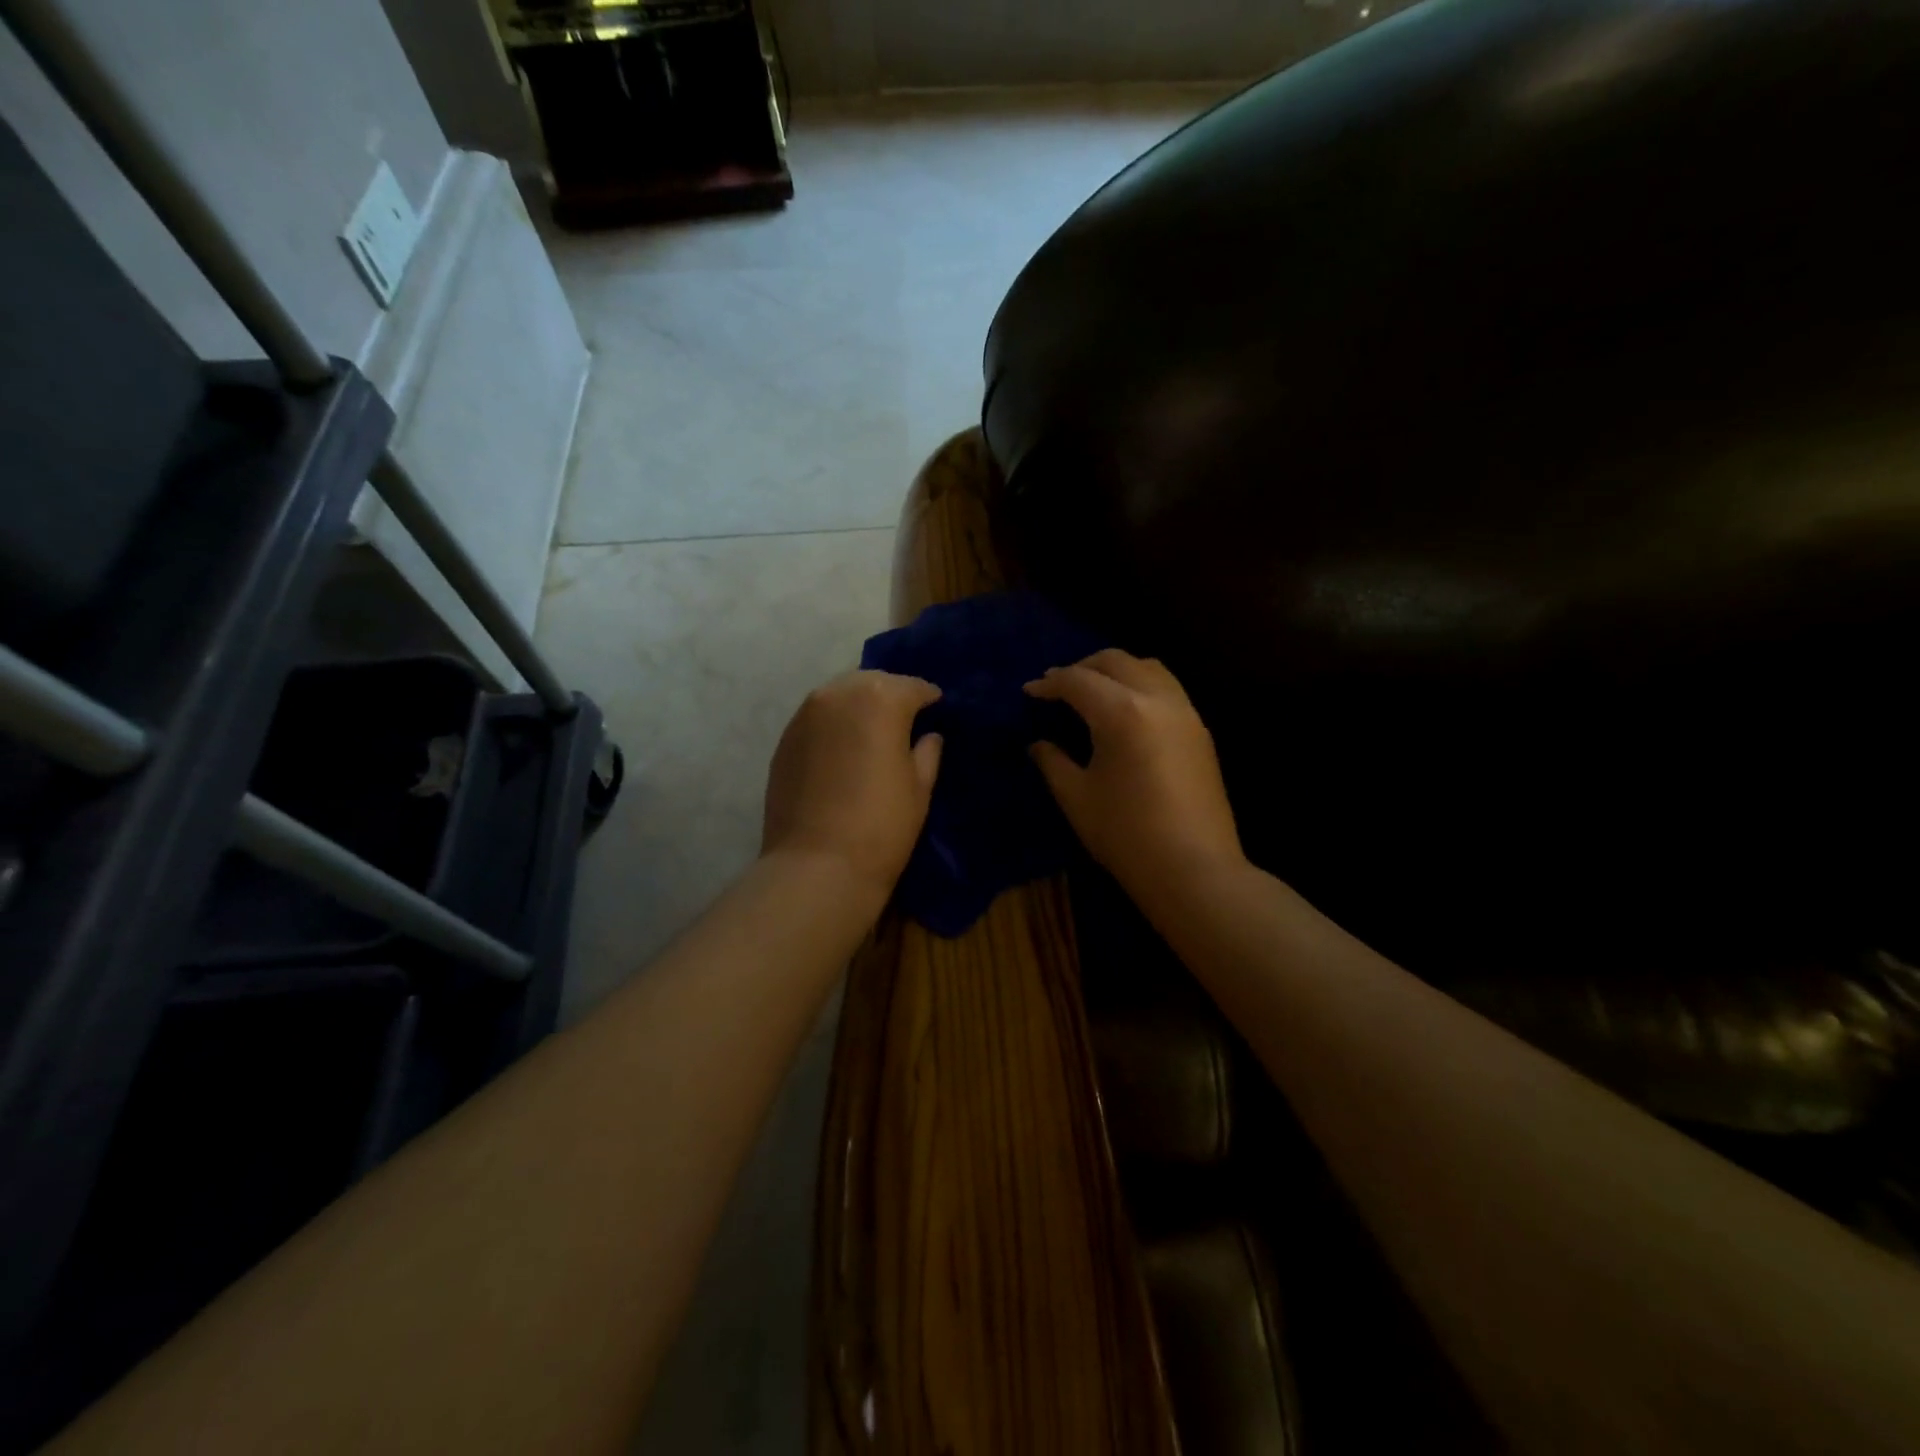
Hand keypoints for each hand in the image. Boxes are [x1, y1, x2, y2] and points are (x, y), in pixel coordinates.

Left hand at [762, 670, 943, 904]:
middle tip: (905, 722)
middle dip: (891, 696)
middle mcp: (838, 694)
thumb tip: (928, 736)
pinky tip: (843, 751)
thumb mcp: (920, 788)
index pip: (913, 687)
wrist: (817, 865)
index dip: (930, 699)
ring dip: (859, 707)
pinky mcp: (784, 739)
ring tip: (872, 734)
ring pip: (840, 696)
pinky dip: (834, 726)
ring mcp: (805, 715)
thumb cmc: (882, 825)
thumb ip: (927, 752)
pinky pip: (817, 719)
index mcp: (880, 698)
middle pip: (872, 683)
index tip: (938, 710)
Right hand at [1025, 650, 1244, 906]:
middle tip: (1058, 687)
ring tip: (1093, 692)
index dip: (1049, 683)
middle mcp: (1158, 699)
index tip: (1029, 692)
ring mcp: (1185, 712)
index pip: (1078, 681)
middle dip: (1082, 667)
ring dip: (1115, 671)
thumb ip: (1052, 761)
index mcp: (1122, 712)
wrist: (1194, 870)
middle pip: (1116, 661)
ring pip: (1147, 668)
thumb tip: (1038, 743)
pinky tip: (1125, 712)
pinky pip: (1166, 688)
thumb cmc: (1126, 835)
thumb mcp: (1077, 797)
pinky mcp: (1200, 731)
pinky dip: (1140, 685)